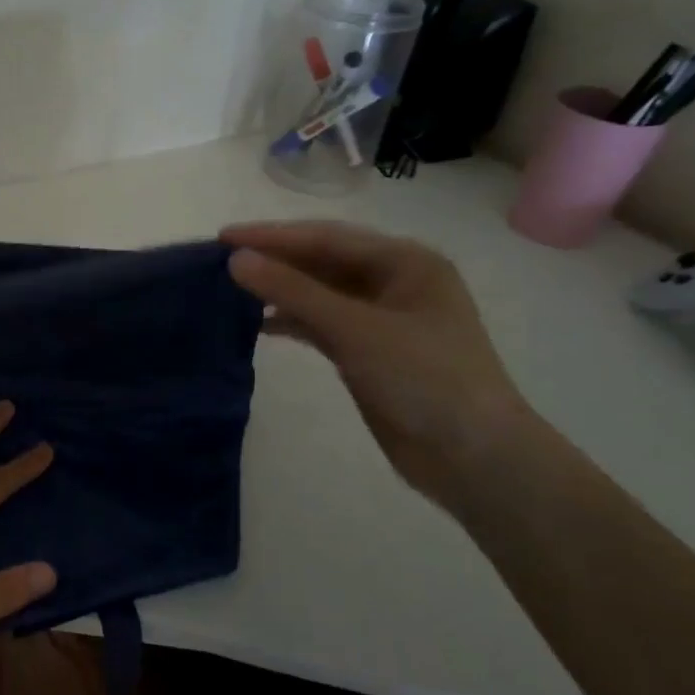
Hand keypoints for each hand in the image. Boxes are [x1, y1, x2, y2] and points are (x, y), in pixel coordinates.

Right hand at [222, 221, 533, 506]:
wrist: (474, 458)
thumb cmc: (425, 379)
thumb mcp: (356, 329)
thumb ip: (294, 291)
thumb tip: (236, 260)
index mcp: (405, 262)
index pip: (326, 237)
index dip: (272, 236)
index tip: (223, 238)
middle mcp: (394, 282)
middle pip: (322, 261)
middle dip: (274, 260)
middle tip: (220, 261)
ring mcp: (382, 318)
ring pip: (319, 292)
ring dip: (279, 290)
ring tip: (230, 290)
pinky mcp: (369, 351)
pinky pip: (322, 323)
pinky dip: (292, 321)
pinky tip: (259, 325)